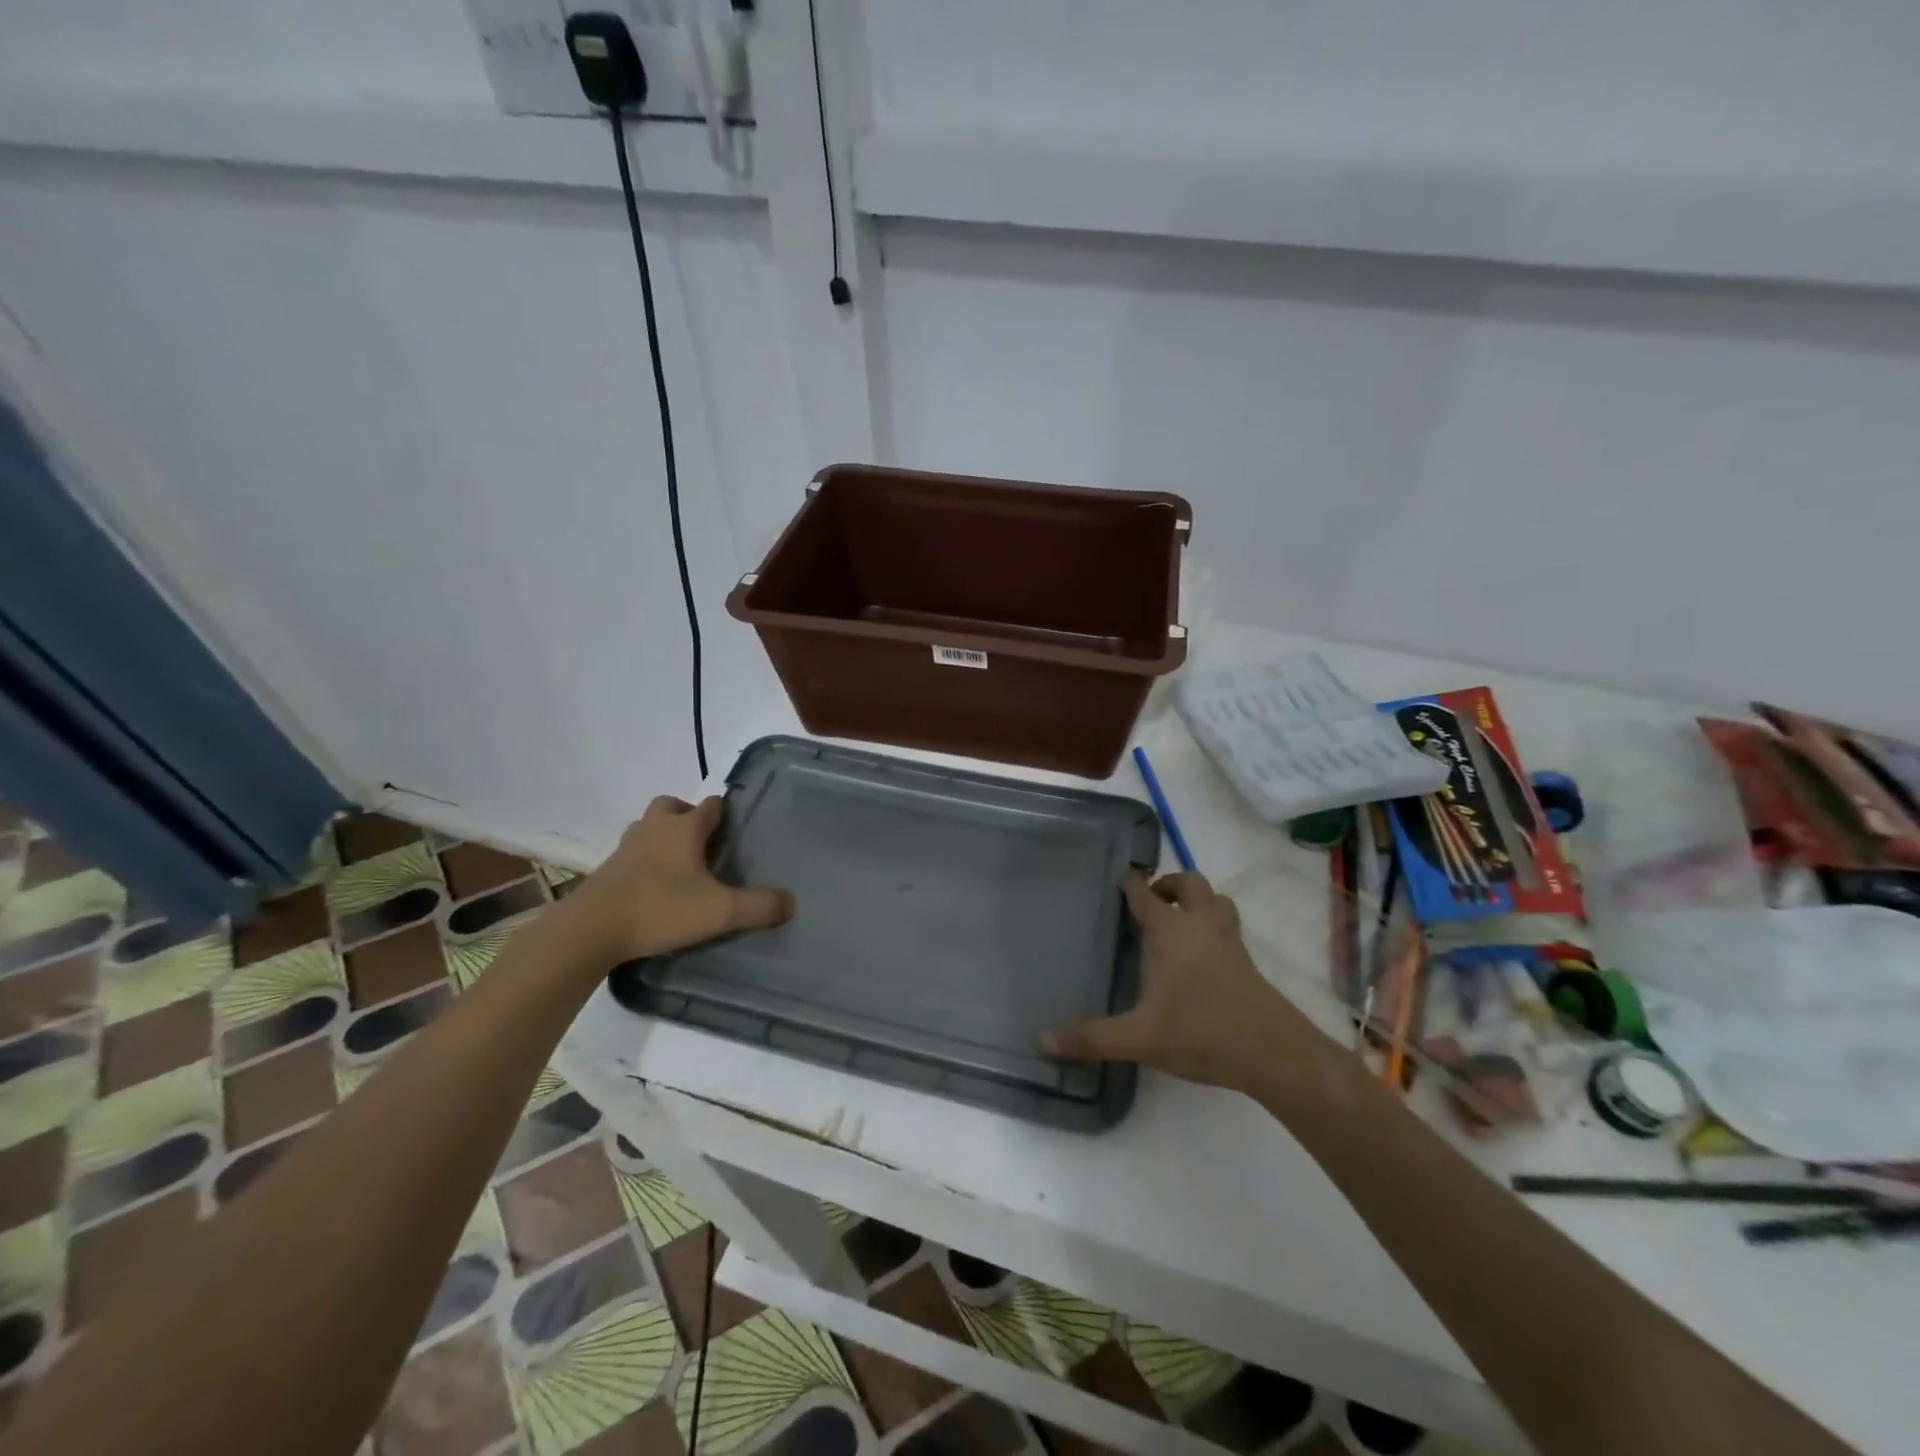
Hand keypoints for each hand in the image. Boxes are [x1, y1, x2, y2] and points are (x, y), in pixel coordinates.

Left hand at [560, 796, 792, 963]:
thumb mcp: (720, 911)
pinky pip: (632, 853)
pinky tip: (655, 887)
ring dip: (663, 836)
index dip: (724, 811)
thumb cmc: (660, 908)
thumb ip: (759, 906)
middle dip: (687, 816)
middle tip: (703, 842)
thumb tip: (790, 902)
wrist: (590, 930)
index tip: (736, 826)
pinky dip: (645, 861)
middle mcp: (654, 828)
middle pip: (671, 806)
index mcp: (684, 828)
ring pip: (648, 827)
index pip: (710, 805)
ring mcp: (626, 847)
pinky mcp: (607, 870)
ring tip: (681, 865)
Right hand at [1041, 871, 1320, 1091]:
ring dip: (1199, 901)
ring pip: (1218, 902)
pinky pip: (1229, 929)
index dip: (1131, 882)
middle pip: (1191, 884)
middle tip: (1152, 901)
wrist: (1274, 1053)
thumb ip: (1091, 1038)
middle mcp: (1201, 927)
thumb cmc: (1201, 1032)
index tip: (1120, 876)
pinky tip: (1202, 958)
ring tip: (1180, 921)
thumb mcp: (1139, 1039)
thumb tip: (1042, 1039)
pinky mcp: (1248, 965)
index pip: (1145, 894)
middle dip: (1171, 884)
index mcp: (1171, 932)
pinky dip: (1213, 928)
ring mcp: (1230, 944)